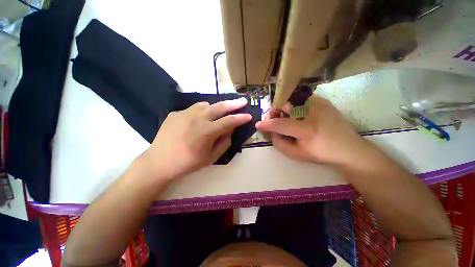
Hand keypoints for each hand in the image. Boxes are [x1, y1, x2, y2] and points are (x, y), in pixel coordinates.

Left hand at [141, 98, 251, 180]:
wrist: (159, 162)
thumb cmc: (188, 163)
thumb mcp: (211, 158)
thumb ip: (224, 143)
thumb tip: (229, 131)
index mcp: (207, 131)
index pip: (229, 121)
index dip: (241, 118)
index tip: (249, 116)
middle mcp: (197, 118)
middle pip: (220, 107)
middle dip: (234, 104)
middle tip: (243, 101)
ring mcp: (185, 113)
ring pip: (206, 104)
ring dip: (216, 107)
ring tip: (220, 111)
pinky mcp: (175, 113)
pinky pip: (193, 108)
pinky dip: (201, 111)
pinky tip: (199, 119)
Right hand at [256, 95, 369, 164]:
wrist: (349, 149)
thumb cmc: (321, 154)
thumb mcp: (296, 154)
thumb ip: (279, 143)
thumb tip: (271, 132)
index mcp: (306, 129)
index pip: (279, 124)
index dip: (266, 124)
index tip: (258, 125)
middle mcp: (312, 112)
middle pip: (284, 104)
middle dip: (275, 112)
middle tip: (274, 120)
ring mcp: (319, 103)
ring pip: (291, 100)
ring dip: (284, 109)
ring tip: (287, 118)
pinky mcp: (322, 101)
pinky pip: (301, 99)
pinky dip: (294, 106)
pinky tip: (298, 115)